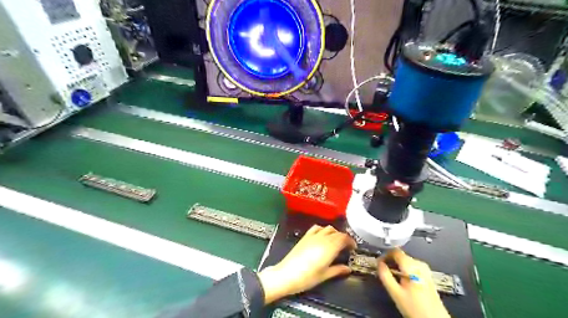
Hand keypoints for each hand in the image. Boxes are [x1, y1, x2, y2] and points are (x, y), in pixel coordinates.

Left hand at [258, 224, 353, 304]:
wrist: (286, 274)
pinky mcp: (305, 237)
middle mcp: (322, 238)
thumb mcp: (325, 275)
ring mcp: (313, 236)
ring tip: (336, 241)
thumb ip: (338, 270)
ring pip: (327, 228)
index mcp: (330, 247)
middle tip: (346, 247)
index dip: (351, 241)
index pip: (344, 238)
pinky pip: (316, 228)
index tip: (353, 247)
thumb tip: (348, 269)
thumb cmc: (307, 277)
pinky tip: (323, 236)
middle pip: (337, 232)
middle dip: (344, 238)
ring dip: (334, 233)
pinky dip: (323, 229)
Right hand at [379, 248, 450, 317]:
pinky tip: (401, 279)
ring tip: (390, 276)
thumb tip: (378, 263)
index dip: (384, 255)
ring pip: (406, 261)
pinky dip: (403, 269)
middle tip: (382, 270)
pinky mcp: (427, 275)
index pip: (395, 251)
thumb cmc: (414, 307)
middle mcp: (419, 264)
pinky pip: (411, 266)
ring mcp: (425, 269)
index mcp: (411, 266)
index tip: (378, 263)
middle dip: (390, 261)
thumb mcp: (395, 293)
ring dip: (396, 265)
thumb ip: (385, 276)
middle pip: (401, 256)